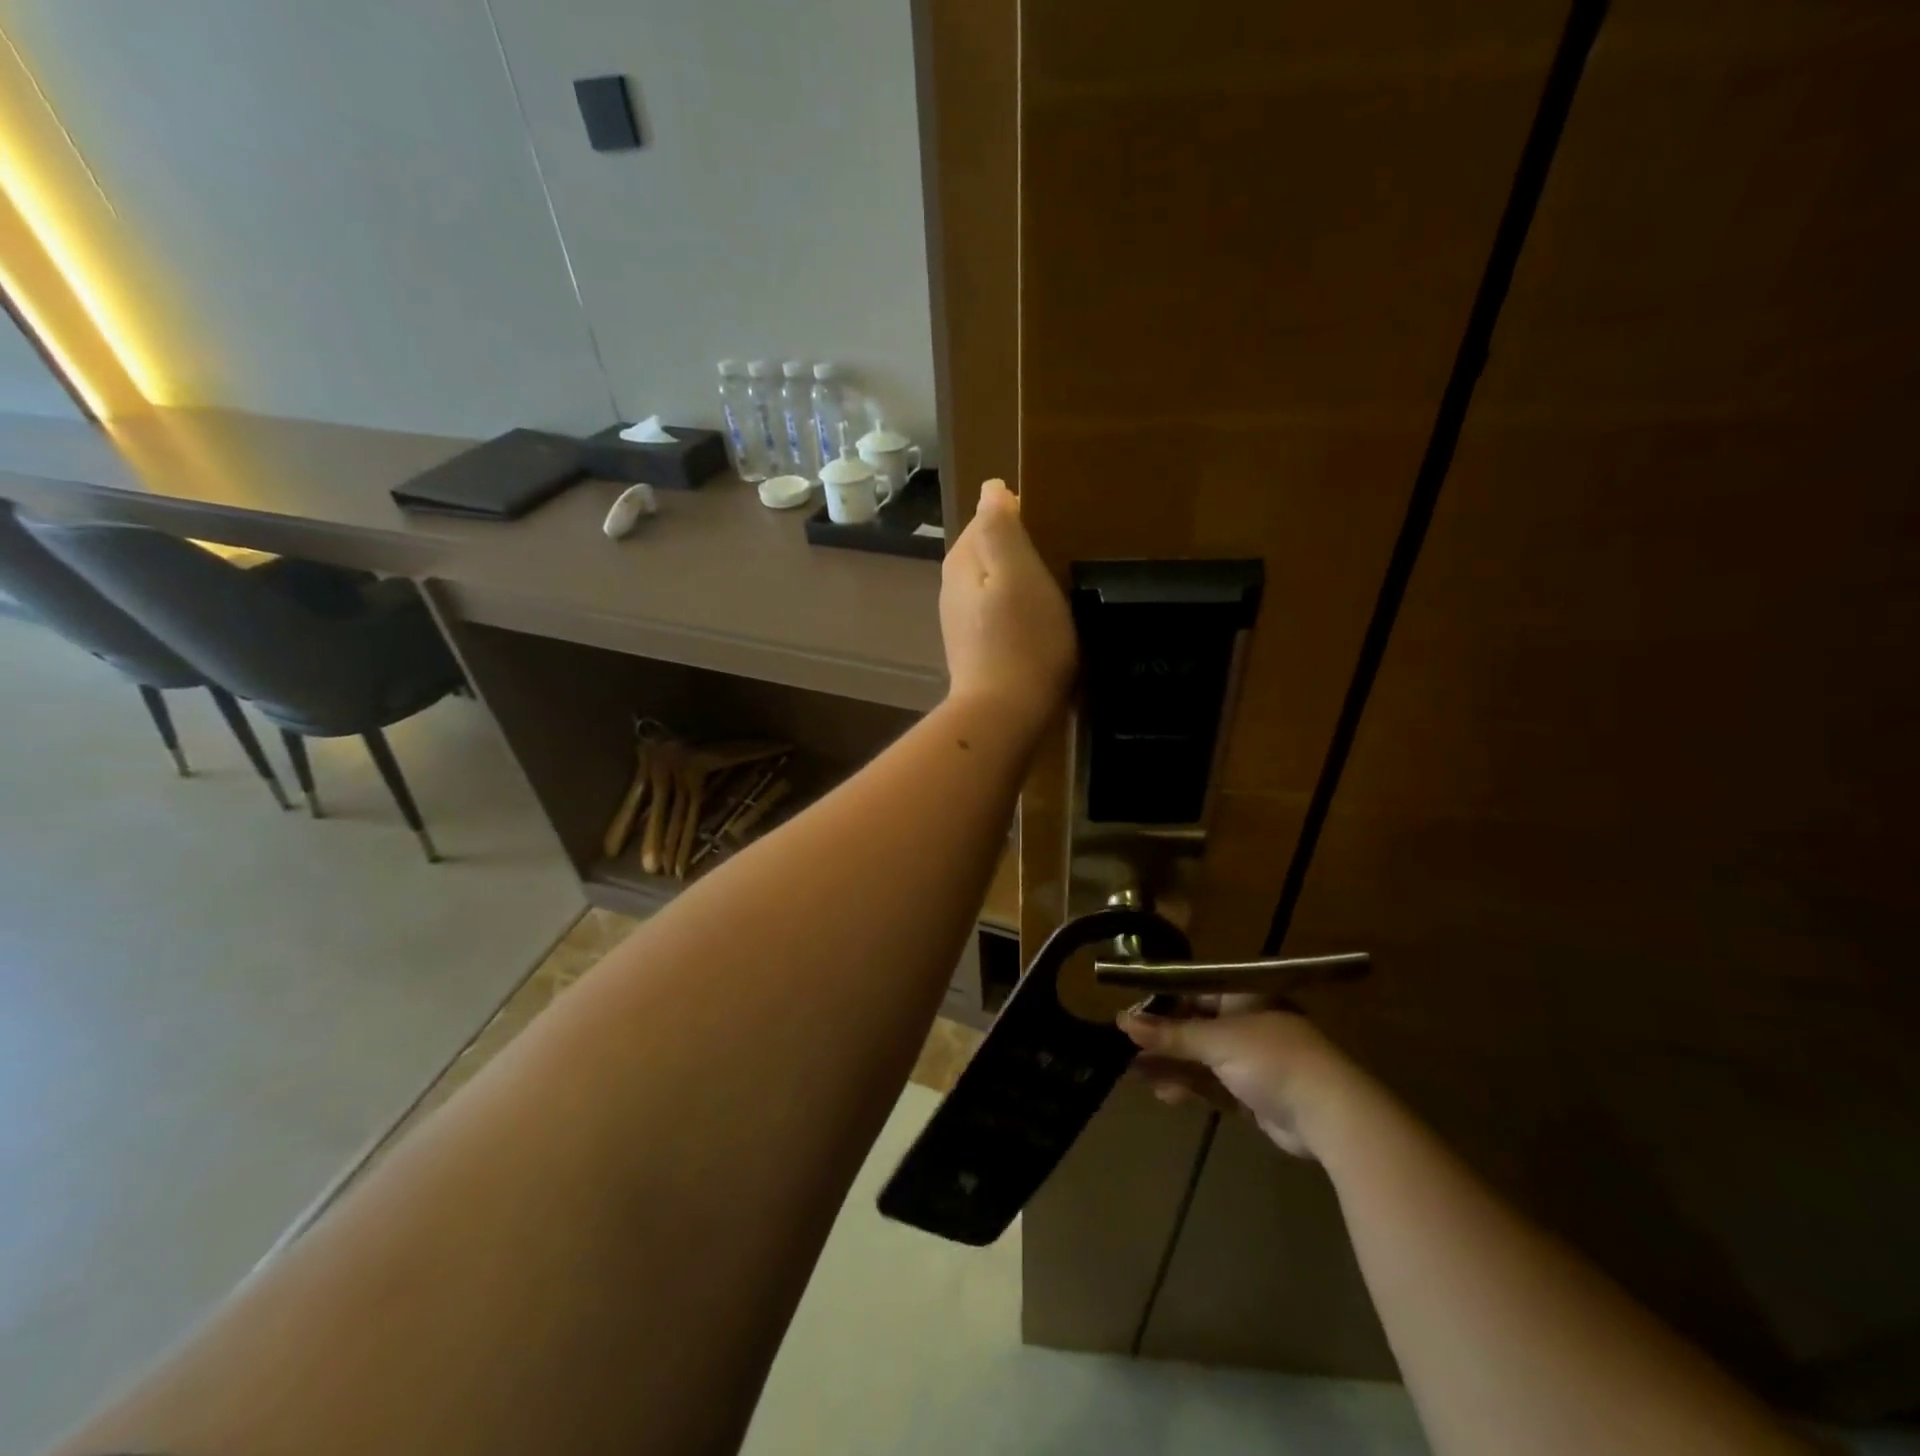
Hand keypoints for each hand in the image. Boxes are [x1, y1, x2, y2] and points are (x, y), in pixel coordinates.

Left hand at [940, 479, 1076, 732]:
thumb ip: (1002, 528)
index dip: (1022, 517)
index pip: (989, 517)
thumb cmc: (1022, 640)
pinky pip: (995, 612)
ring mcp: (960, 619)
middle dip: (1019, 549)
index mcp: (963, 560)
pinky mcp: (972, 647)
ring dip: (1018, 580)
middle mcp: (953, 585)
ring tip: (1053, 590)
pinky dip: (1014, 609)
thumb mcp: (1019, 574)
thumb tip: (991, 489)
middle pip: (989, 550)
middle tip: (1060, 560)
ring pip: (992, 582)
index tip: (1054, 531)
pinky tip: (1036, 622)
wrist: (1004, 714)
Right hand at [1119, 1001, 1358, 1158]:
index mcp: (1244, 995)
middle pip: (1195, 1027)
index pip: (1194, 991)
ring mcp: (1252, 1059)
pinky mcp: (1254, 1093)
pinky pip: (1213, 1085)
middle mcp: (1248, 1022)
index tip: (1131, 1016)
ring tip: (1134, 1075)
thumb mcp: (1215, 1040)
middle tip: (1126, 1050)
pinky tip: (1164, 1093)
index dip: (1162, 1003)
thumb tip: (1121, 1020)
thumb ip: (1169, 1033)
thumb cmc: (1271, 1058)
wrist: (1329, 1114)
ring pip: (1201, 1059)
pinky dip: (1190, 1087)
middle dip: (1162, 1040)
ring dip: (1171, 1066)